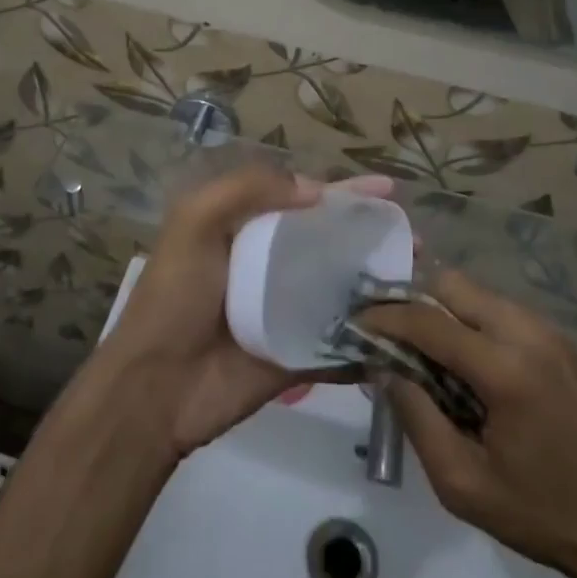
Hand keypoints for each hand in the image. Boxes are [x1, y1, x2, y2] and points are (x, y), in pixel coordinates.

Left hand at [96, 165, 395, 460]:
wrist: (155, 388)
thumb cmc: (174, 296)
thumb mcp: (195, 221)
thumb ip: (247, 189)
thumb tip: (315, 189)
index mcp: (249, 230)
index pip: (307, 201)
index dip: (346, 194)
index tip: (389, 191)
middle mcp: (274, 267)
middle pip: (334, 246)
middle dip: (374, 240)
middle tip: (418, 243)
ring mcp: (289, 314)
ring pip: (344, 292)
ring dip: (381, 286)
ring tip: (422, 283)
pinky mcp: (299, 358)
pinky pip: (342, 345)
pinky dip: (370, 340)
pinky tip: (410, 335)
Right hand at [358, 270, 576, 577]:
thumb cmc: (541, 514)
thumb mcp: (462, 484)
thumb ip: (416, 418)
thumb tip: (384, 368)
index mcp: (506, 369)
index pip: (428, 321)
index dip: (385, 317)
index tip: (354, 322)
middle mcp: (529, 332)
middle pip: (453, 284)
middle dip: (413, 300)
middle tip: (388, 331)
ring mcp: (550, 331)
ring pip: (477, 293)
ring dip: (443, 309)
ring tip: (422, 349)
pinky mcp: (562, 340)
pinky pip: (501, 310)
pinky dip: (472, 321)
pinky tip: (465, 360)